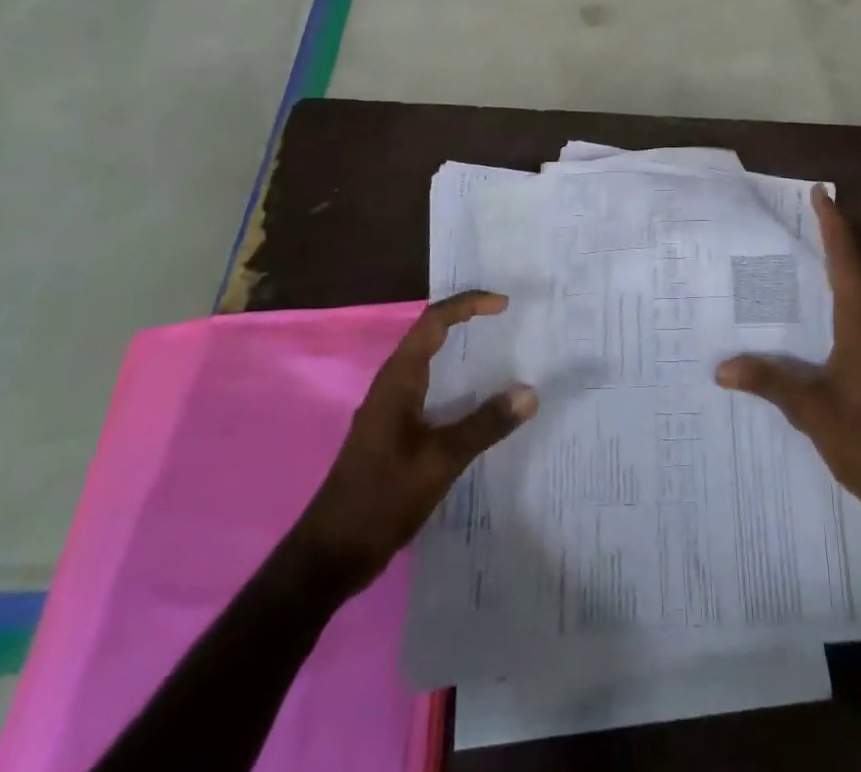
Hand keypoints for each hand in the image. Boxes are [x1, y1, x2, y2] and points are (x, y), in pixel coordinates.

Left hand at [301, 291, 537, 588]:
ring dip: (461, 353)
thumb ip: (485, 425)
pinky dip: (456, 385)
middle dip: (467, 322)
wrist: (331, 554)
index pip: (434, 322)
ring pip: (429, 364)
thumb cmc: (382, 497)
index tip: (503, 304)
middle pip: (430, 335)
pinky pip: (429, 391)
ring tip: (501, 354)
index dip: (468, 305)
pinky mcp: (393, 433)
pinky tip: (478, 405)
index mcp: (398, 379)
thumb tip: (529, 392)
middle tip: (507, 321)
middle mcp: (392, 385)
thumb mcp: (440, 460)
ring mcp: (390, 409)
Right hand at [717, 186, 860, 545]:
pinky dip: (852, 292)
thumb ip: (771, 382)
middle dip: (840, 237)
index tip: (820, 194)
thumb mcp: (814, 413)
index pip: (846, 262)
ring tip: (816, 250)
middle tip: (812, 214)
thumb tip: (722, 367)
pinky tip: (830, 306)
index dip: (833, 226)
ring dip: (848, 263)